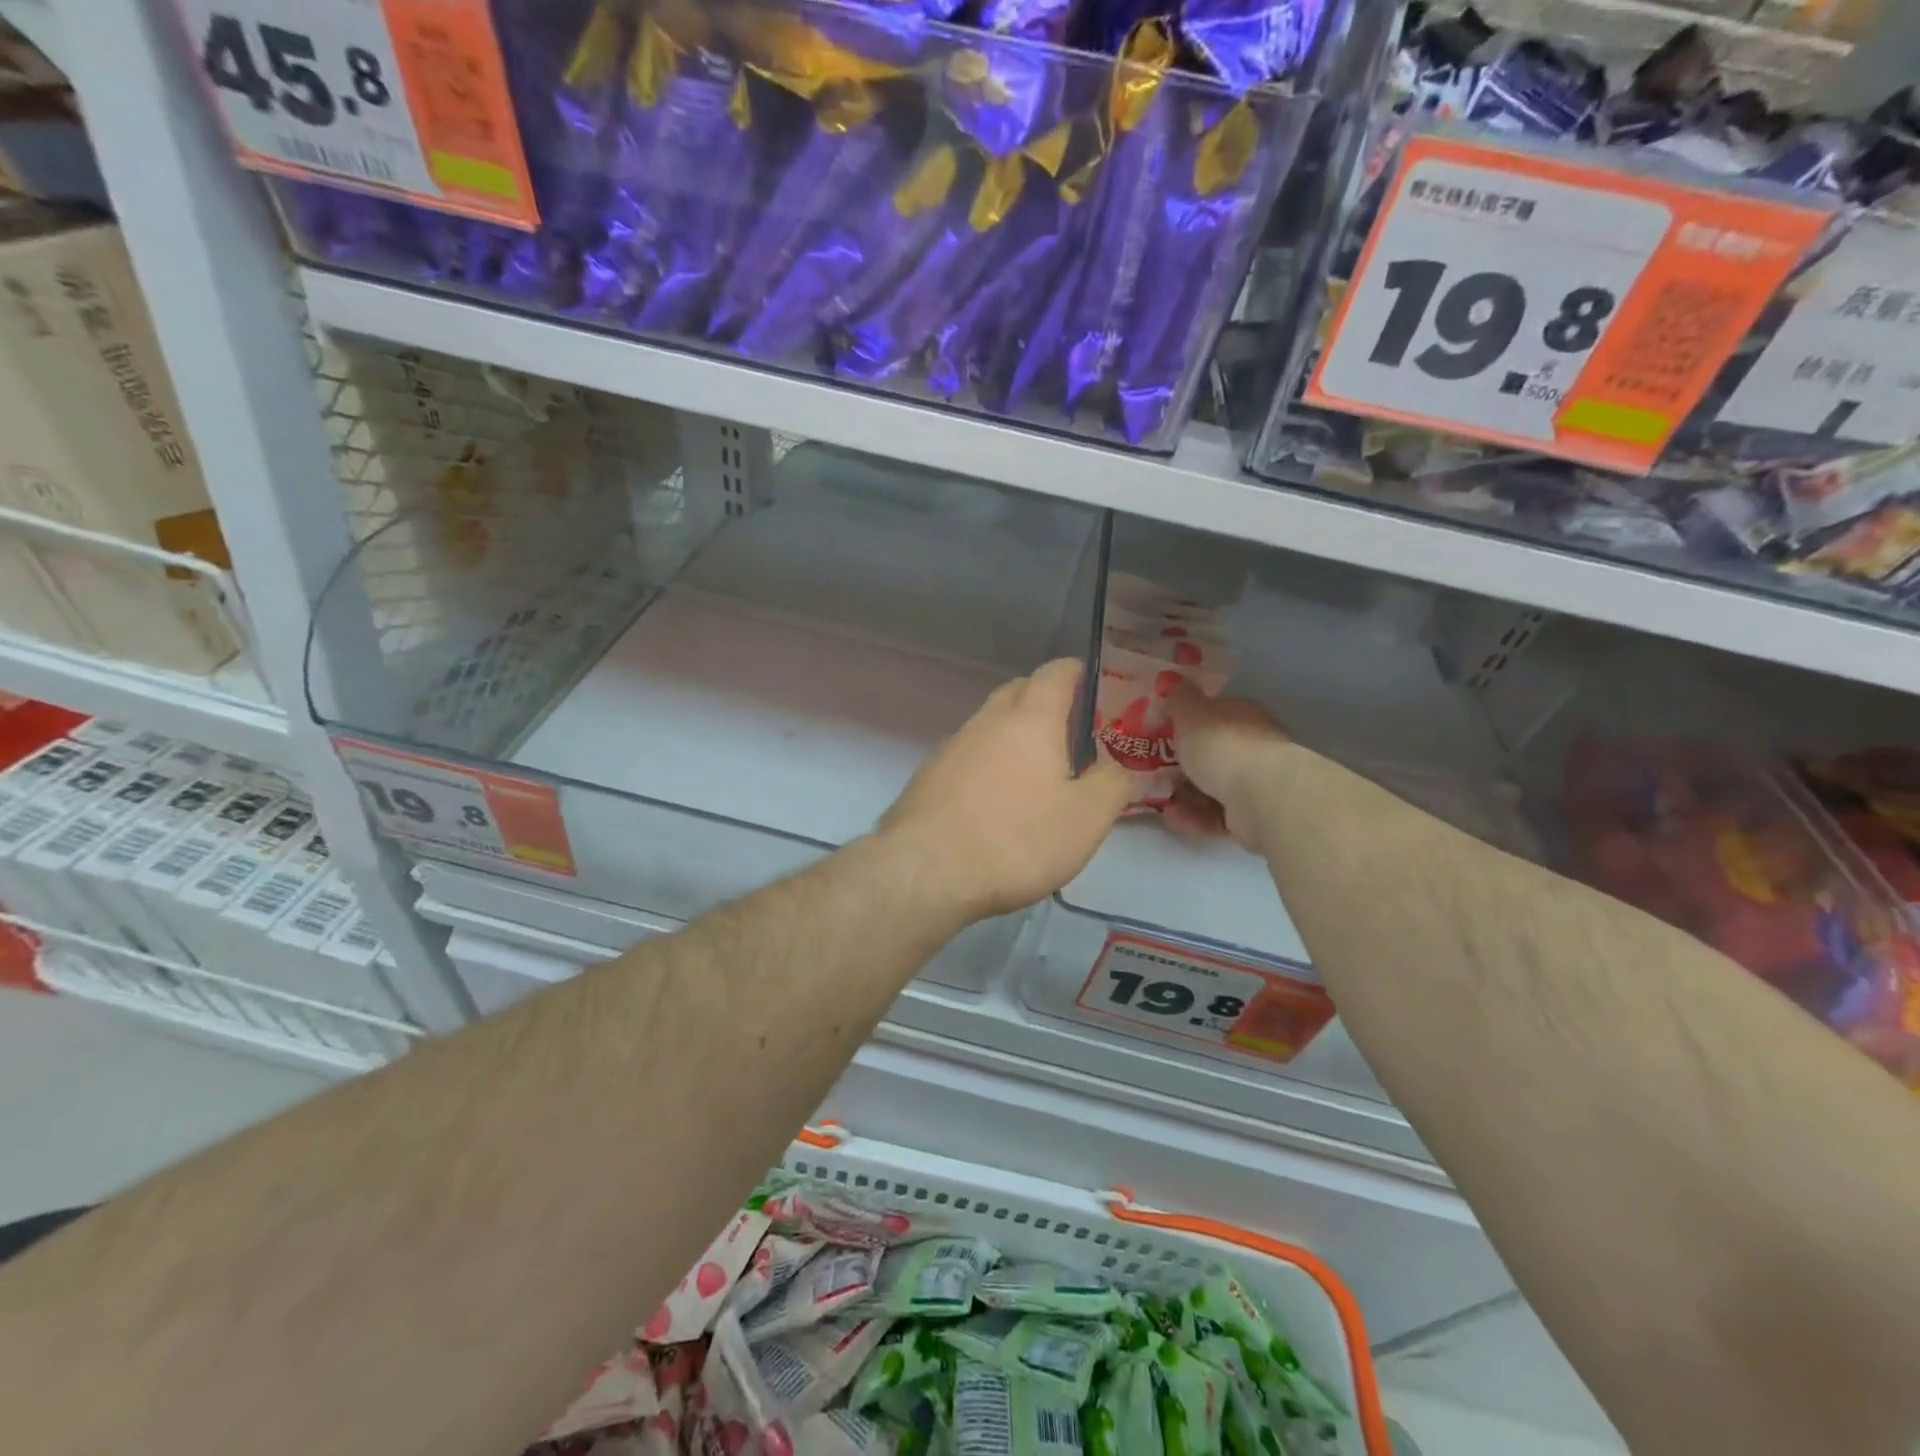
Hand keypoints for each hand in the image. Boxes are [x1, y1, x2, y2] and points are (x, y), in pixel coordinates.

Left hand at [881, 659, 1131, 920]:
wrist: (926, 871)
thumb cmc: (1017, 838)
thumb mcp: (1086, 818)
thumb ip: (1114, 785)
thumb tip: (1123, 769)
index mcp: (1030, 719)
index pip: (1055, 673)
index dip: (1077, 672)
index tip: (1096, 684)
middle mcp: (987, 721)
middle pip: (1018, 692)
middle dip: (1045, 700)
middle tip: (1072, 728)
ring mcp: (951, 747)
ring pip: (989, 725)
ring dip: (1014, 734)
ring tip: (1036, 767)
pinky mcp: (928, 777)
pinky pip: (967, 755)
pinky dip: (988, 762)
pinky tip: (995, 798)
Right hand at [1163, 687, 1291, 849]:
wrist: (1260, 796)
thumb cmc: (1222, 745)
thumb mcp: (1190, 714)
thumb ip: (1178, 699)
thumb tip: (1171, 681)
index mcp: (1241, 716)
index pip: (1213, 714)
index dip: (1186, 723)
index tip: (1160, 734)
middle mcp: (1253, 746)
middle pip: (1212, 753)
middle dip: (1182, 764)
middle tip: (1152, 771)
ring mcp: (1256, 782)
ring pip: (1212, 787)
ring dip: (1184, 795)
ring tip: (1160, 800)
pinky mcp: (1253, 816)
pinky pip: (1217, 815)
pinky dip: (1195, 817)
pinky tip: (1174, 818)